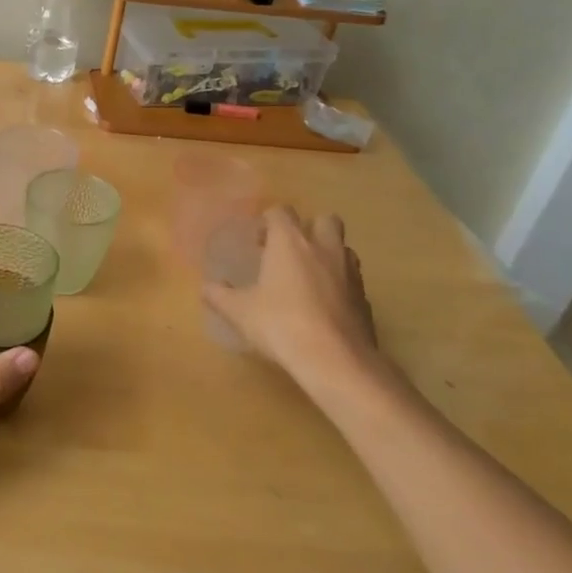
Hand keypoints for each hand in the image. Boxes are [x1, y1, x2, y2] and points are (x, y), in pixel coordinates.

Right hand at [203, 208, 383, 405]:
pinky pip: (352, 280)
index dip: (268, 221)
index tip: (258, 240)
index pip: (281, 212)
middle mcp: (324, 248)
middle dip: (309, 228)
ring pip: (343, 248)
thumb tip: (206, 287)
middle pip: (324, 220)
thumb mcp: (239, 312)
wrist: (334, 359)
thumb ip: (219, 295)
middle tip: (290, 251)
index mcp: (290, 243)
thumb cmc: (280, 324)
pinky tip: (324, 306)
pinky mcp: (365, 298)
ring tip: (308, 277)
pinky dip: (339, 285)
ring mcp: (350, 273)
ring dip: (328, 254)